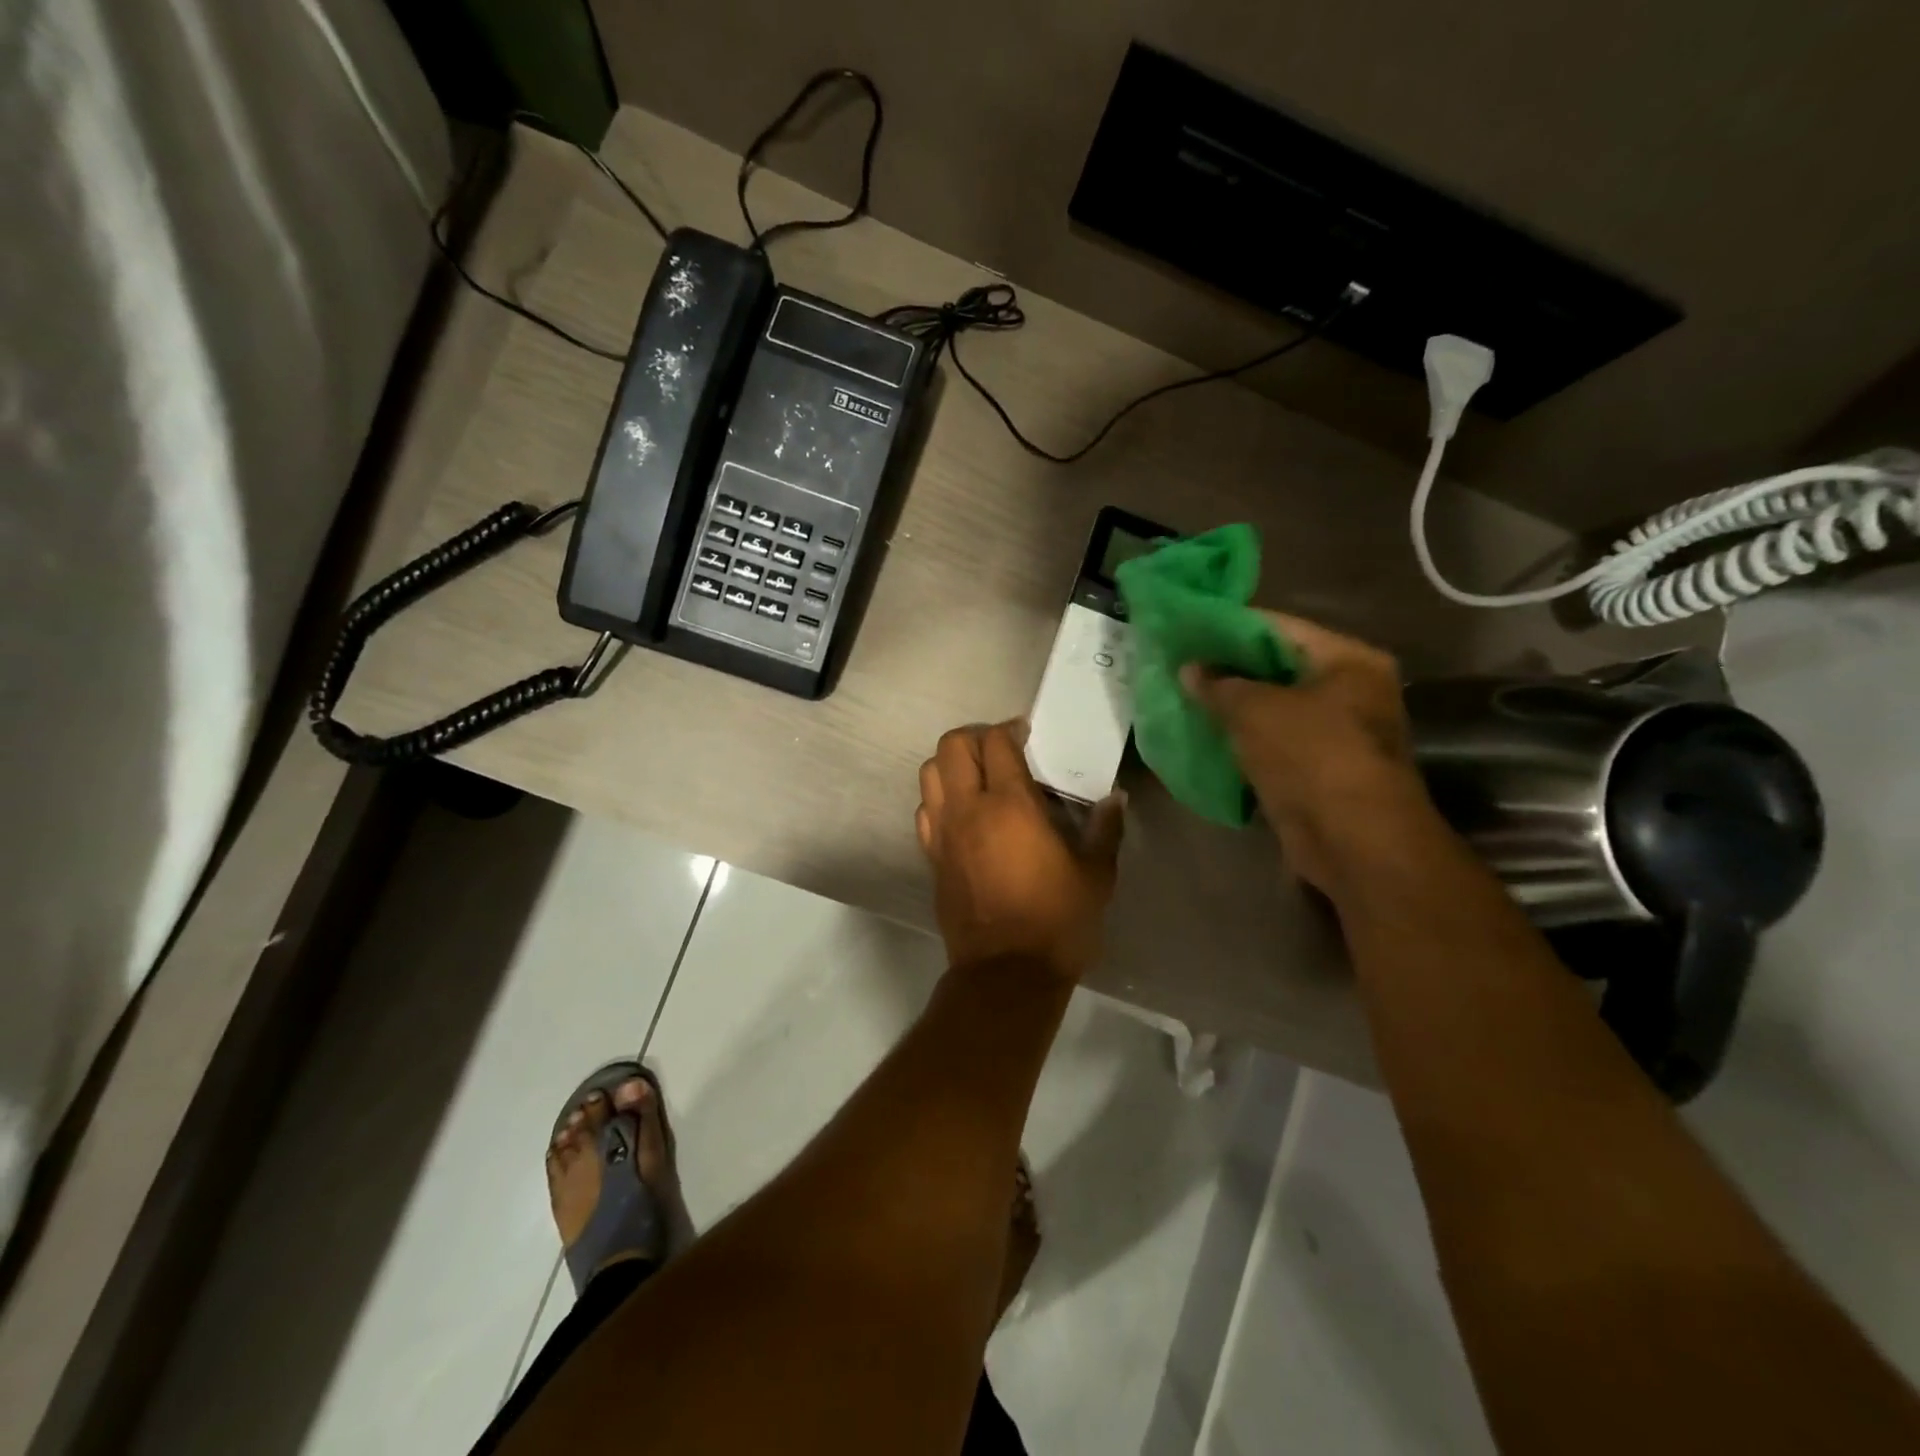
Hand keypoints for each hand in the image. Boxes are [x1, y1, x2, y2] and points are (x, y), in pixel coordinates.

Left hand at [916, 721, 1124, 979]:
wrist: (1007, 974)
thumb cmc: (1057, 921)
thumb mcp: (1096, 876)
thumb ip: (1105, 830)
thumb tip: (1116, 798)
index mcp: (1010, 805)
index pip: (996, 741)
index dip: (1009, 728)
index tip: (1026, 734)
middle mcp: (968, 809)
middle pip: (951, 747)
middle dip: (974, 737)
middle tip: (1000, 749)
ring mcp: (943, 833)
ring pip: (929, 774)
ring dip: (951, 764)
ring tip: (978, 776)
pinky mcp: (932, 858)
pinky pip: (925, 811)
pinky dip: (939, 799)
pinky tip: (963, 813)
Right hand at [1180, 613, 1434, 894]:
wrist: (1354, 841)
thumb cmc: (1312, 757)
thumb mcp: (1257, 710)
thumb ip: (1219, 684)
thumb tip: (1189, 668)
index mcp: (1348, 660)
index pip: (1279, 627)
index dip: (1229, 627)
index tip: (1186, 628)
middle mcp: (1349, 690)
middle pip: (1276, 667)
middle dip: (1227, 668)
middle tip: (1177, 663)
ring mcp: (1335, 732)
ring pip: (1272, 707)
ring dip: (1231, 706)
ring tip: (1181, 696)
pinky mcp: (1318, 769)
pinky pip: (1272, 742)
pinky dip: (1241, 739)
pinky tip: (1201, 734)